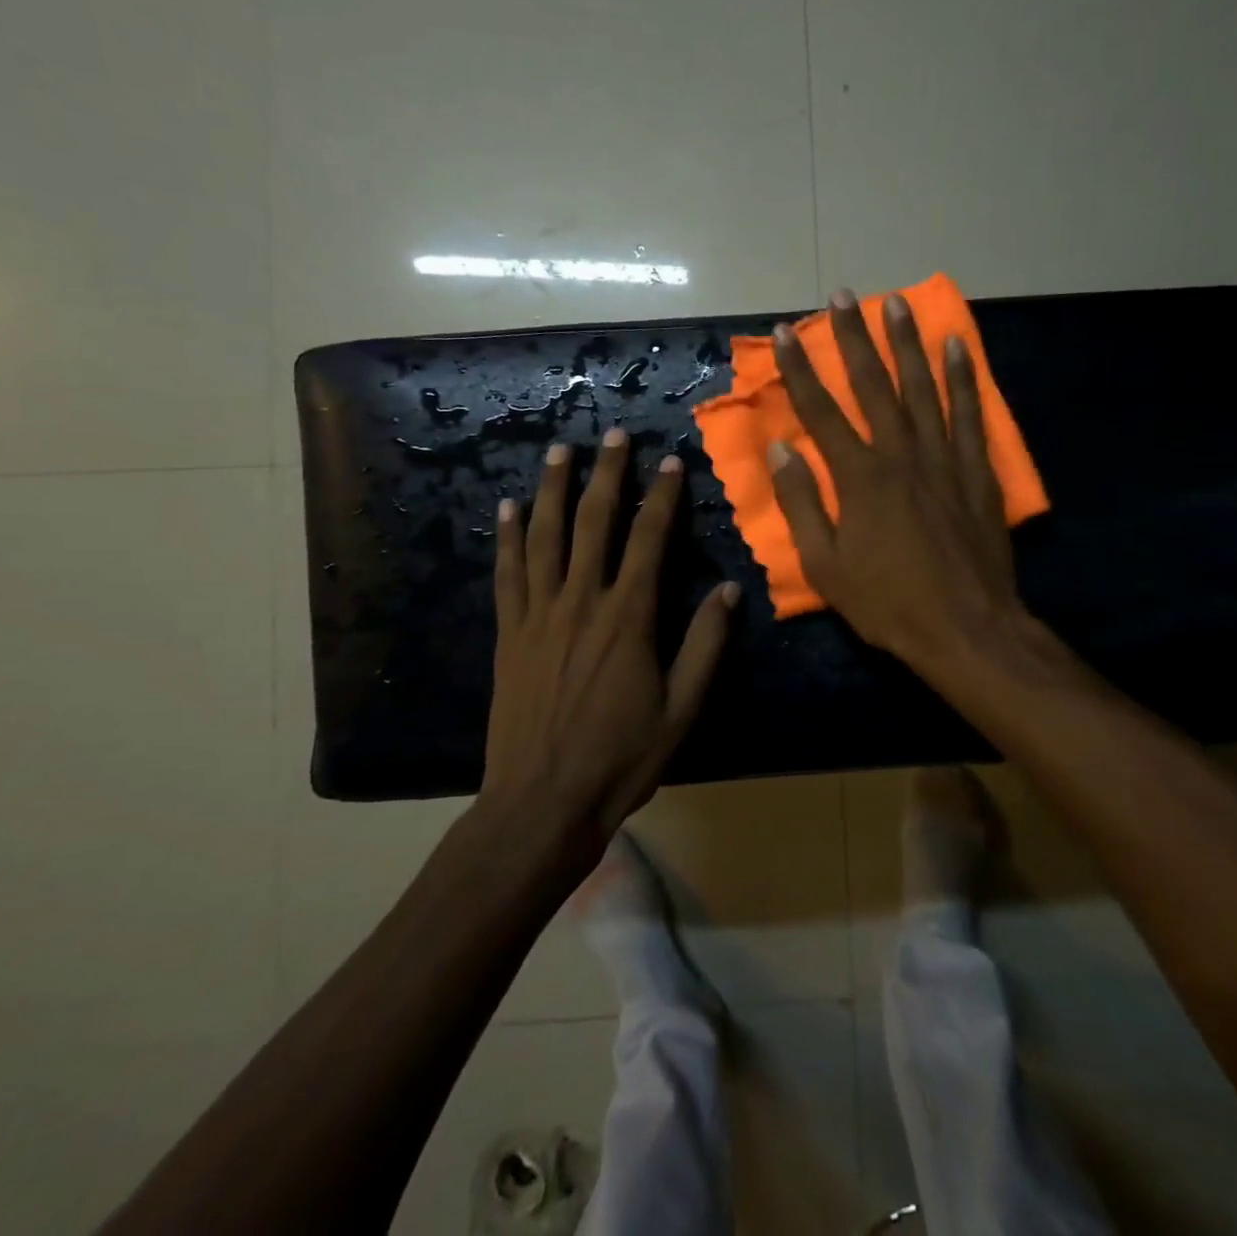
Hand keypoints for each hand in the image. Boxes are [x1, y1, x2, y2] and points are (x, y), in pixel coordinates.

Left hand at [484, 431, 736, 840]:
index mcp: (628, 618)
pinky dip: (507, 538)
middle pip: (594, 523)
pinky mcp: (510, 634)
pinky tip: (507, 510)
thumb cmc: (621, 759)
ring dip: (552, 490)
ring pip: (545, 537)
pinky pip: (508, 574)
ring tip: (558, 451)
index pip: (648, 540)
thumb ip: (706, 645)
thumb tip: (730, 590)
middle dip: (606, 474)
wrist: (542, 802)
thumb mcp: (682, 708)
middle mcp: (581, 602)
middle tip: (612, 434)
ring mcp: (539, 615)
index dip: (661, 497)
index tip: (669, 461)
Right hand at [769, 289, 1026, 675]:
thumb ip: (802, 503)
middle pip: (873, 386)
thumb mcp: (826, 566)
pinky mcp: (976, 472)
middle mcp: (901, 455)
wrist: (966, 629)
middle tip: (842, 296)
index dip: (800, 370)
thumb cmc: (888, 603)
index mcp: (859, 478)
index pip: (821, 412)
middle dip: (854, 338)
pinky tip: (955, 346)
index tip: (785, 333)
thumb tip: (780, 449)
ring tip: (895, 303)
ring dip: (906, 343)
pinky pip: (968, 414)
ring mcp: (944, 460)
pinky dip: (963, 377)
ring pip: (922, 388)